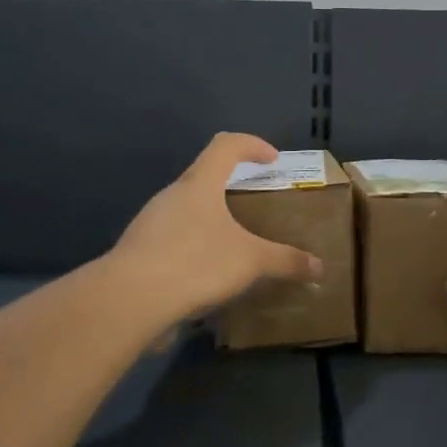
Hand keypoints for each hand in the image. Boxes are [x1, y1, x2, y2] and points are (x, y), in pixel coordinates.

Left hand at [111, 134, 323, 320]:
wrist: (128, 300)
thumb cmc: (195, 263)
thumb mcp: (250, 261)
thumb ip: (285, 261)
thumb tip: (319, 267)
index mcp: (199, 184)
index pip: (226, 146)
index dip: (252, 145)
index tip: (272, 159)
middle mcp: (172, 196)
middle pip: (204, 177)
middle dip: (231, 188)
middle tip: (254, 207)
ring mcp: (150, 223)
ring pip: (187, 210)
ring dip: (211, 221)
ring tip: (234, 246)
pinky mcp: (139, 252)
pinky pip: (173, 240)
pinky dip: (194, 249)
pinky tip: (207, 277)